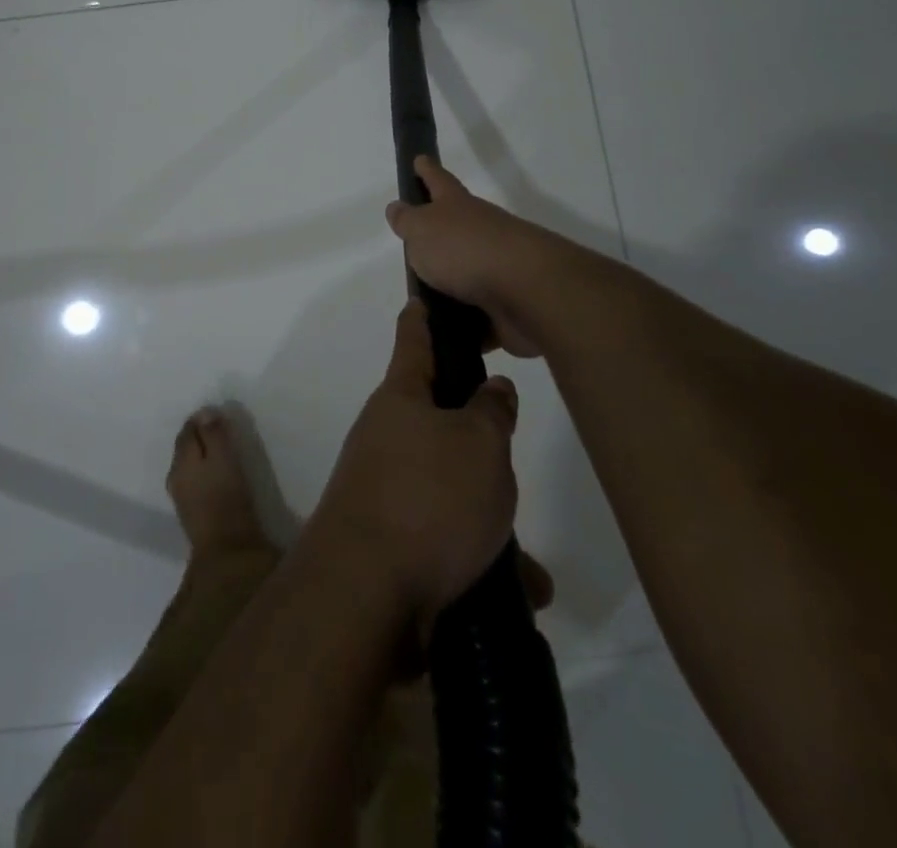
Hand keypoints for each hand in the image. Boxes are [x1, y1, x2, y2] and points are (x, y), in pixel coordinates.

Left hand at [310, 300, 519, 633]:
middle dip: (476, 435)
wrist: (364, 598)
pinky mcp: (389, 542)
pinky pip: (445, 538)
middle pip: (436, 419)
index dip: (424, 316)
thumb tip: (491, 389)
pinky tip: (520, 592)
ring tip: (532, 562)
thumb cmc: (428, 499)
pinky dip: (479, 559)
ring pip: (448, 488)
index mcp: (401, 398)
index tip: (425, 297)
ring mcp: (383, 490)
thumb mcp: (481, 444)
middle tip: (510, 446)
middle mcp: (385, 437)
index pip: (413, 340)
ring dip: (487, 514)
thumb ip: (492, 411)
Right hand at [386, 157, 549, 357]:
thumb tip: (398, 207)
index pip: (438, 181)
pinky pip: (479, 317)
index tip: (419, 159)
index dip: (427, 170)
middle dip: (439, 234)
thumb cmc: (465, 250)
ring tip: (423, 304)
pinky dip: (466, 326)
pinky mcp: (508, 306)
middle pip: (457, 228)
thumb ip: (408, 221)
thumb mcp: (423, 230)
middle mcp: (481, 232)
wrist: (527, 291)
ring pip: (468, 274)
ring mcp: (498, 269)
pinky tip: (447, 338)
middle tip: (415, 245)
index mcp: (458, 207)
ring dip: (451, 286)